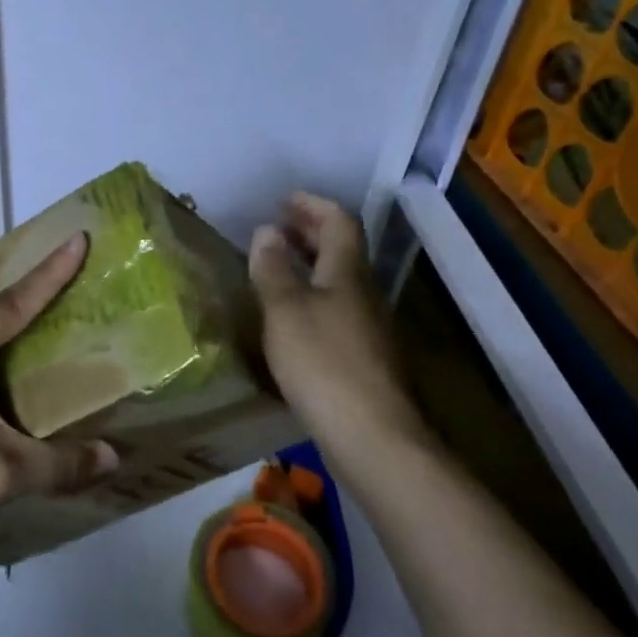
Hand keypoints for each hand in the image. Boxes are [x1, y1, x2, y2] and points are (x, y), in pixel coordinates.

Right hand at [249, 192, 425, 453]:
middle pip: (342, 250)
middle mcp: (364, 293)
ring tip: (277, 265)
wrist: (371, 436)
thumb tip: (267, 231)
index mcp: (348, 273)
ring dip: (310, 265)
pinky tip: (291, 315)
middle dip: (310, 232)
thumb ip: (273, 269)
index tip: (284, 200)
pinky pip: (336, 309)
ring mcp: (368, 327)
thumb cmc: (323, 363)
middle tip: (277, 226)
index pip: (339, 222)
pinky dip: (313, 297)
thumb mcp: (285, 310)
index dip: (313, 206)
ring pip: (339, 281)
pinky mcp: (363, 358)